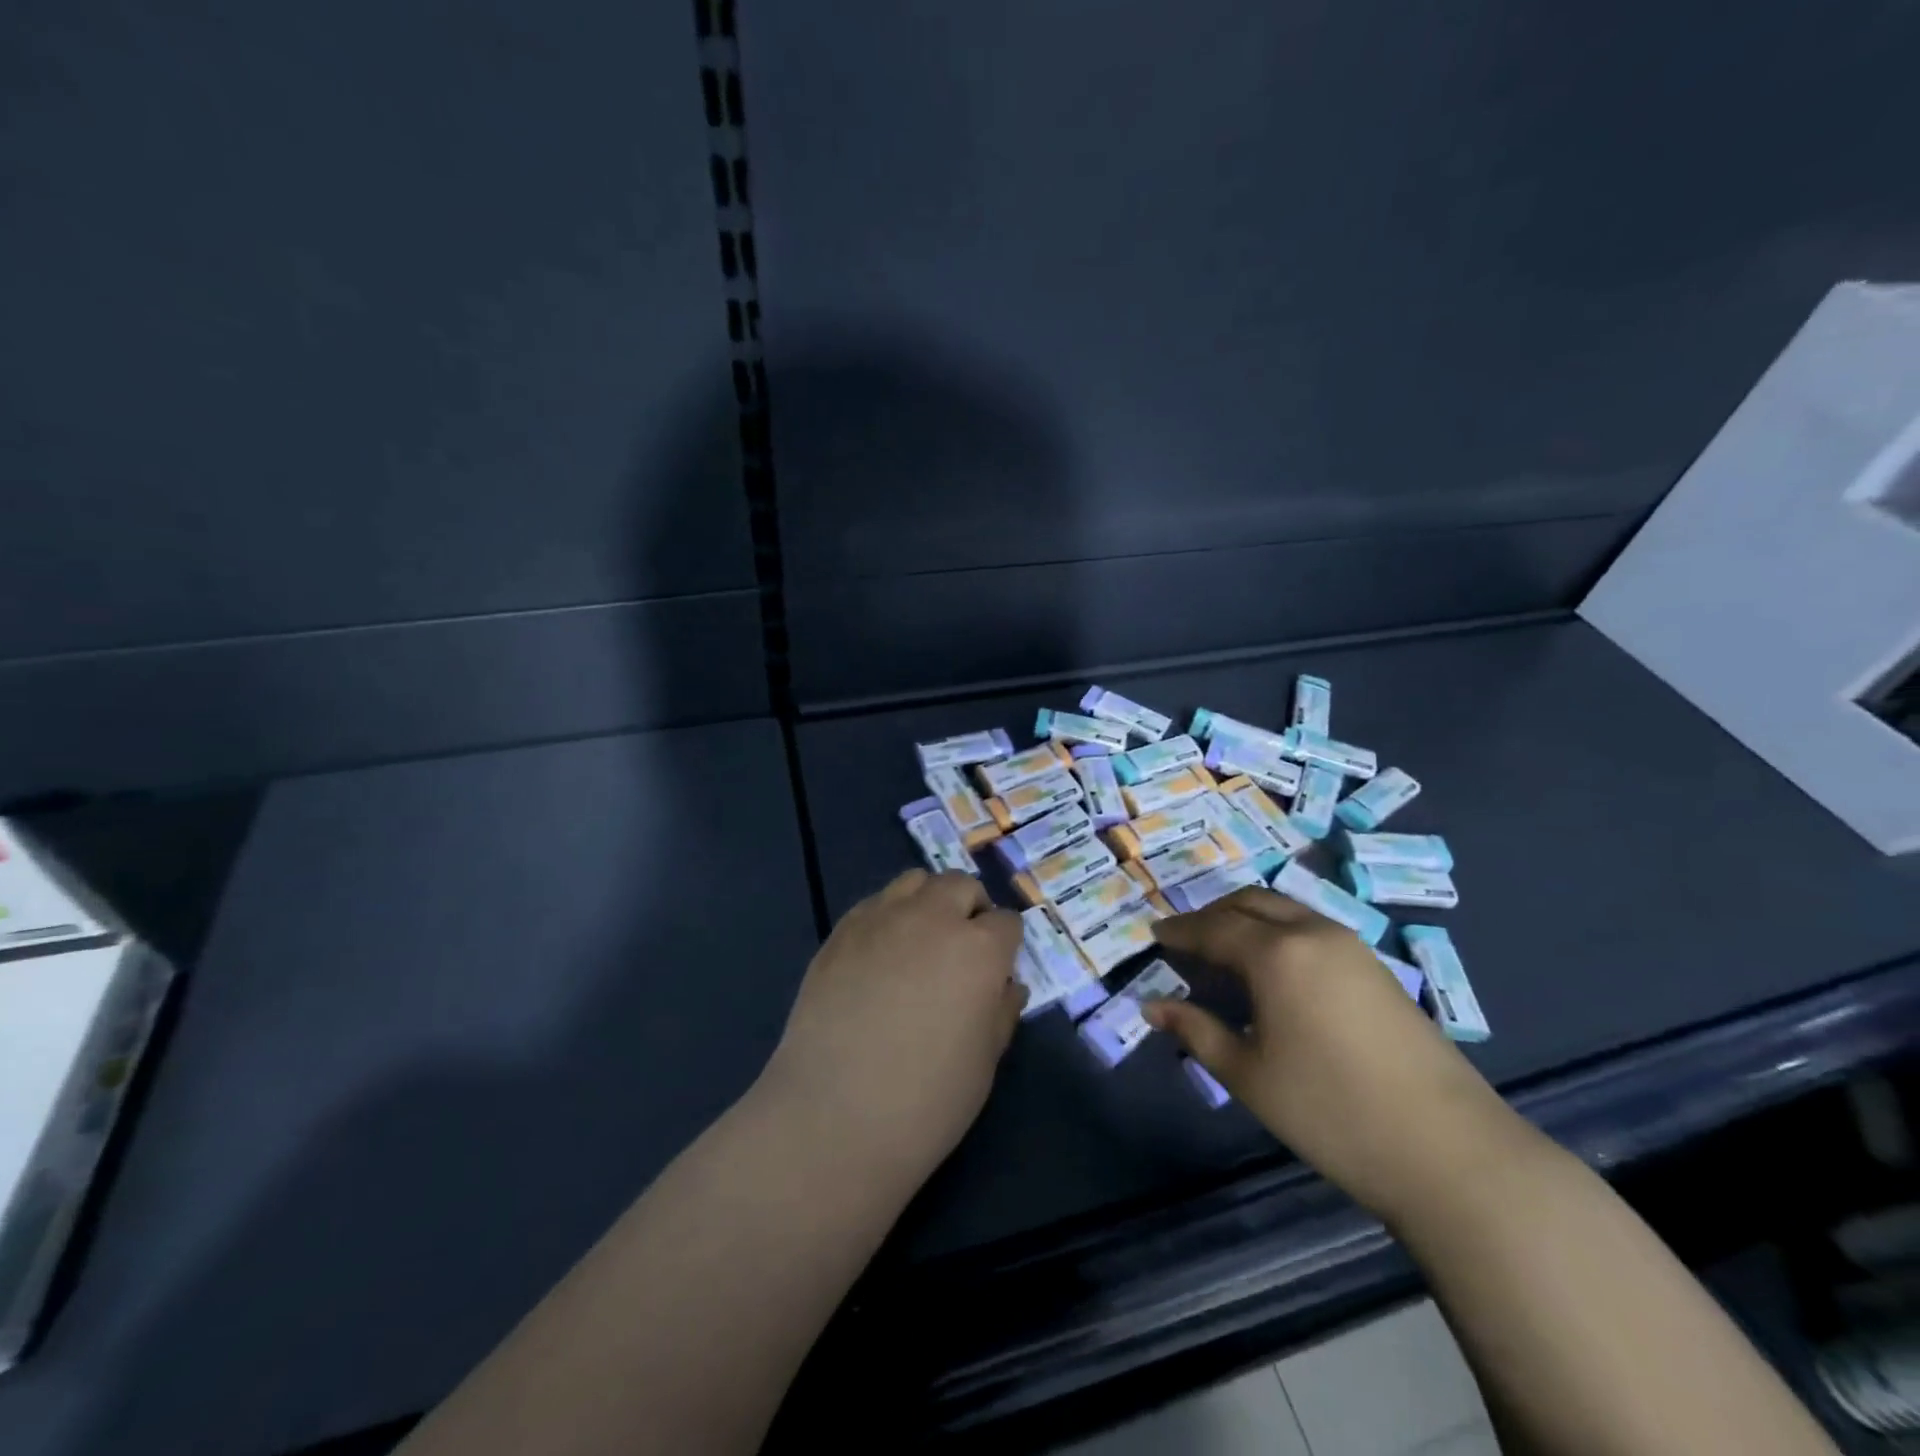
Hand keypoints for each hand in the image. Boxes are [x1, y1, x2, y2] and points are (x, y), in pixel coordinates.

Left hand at [760, 870, 1026, 1186]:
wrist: (833, 1117)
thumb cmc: (926, 1101)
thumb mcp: (985, 1062)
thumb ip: (1001, 1011)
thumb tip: (1006, 985)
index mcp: (979, 949)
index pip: (1007, 923)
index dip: (1006, 946)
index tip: (997, 971)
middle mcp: (932, 918)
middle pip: (961, 885)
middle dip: (971, 909)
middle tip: (963, 949)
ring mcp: (881, 919)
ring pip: (915, 881)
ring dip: (929, 901)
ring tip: (921, 941)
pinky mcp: (841, 931)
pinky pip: (875, 903)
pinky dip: (889, 916)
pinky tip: (880, 955)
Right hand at [1147, 887, 1518, 1221]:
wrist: (1449, 1151)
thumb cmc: (1331, 1111)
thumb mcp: (1249, 1075)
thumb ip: (1196, 1031)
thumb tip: (1152, 1007)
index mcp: (1276, 953)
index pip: (1213, 927)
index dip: (1180, 931)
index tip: (1154, 936)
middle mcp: (1312, 933)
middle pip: (1250, 903)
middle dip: (1212, 915)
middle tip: (1187, 942)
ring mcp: (1351, 946)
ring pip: (1285, 911)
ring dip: (1248, 920)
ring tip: (1226, 955)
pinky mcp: (1376, 968)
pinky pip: (1311, 929)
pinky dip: (1279, 934)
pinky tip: (1274, 972)